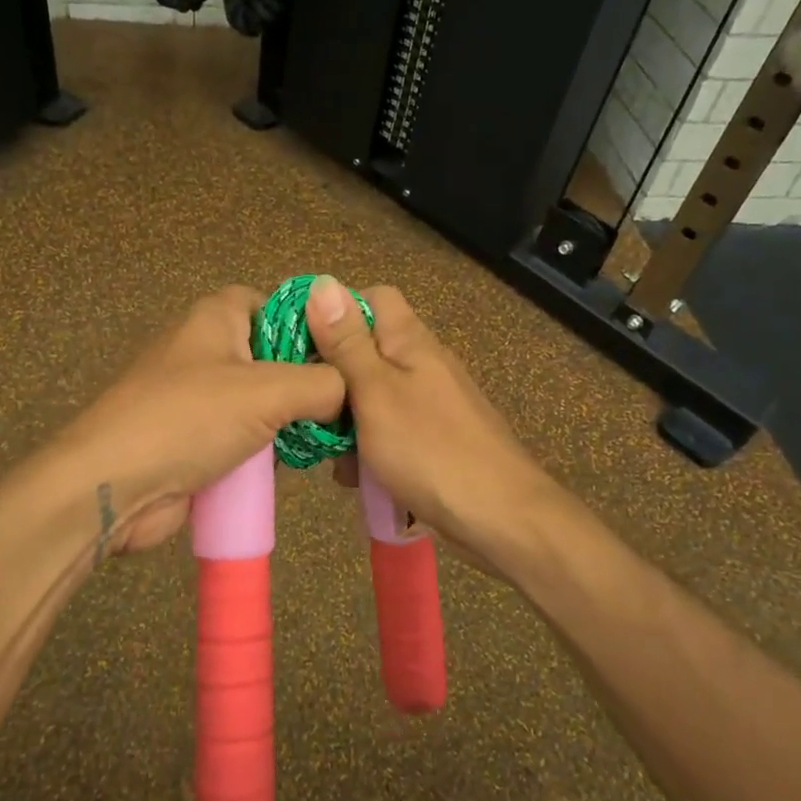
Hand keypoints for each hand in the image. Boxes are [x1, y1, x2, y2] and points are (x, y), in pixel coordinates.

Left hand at [38, 285, 344, 557]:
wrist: (113, 485)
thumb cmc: (188, 419)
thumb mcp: (267, 392)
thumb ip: (322, 384)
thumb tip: (351, 392)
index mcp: (217, 318)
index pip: (274, 303)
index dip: (311, 324)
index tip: (347, 355)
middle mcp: (207, 350)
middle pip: (273, 355)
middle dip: (309, 381)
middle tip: (351, 406)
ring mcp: (199, 397)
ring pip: (262, 401)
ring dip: (292, 421)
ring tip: (334, 439)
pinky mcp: (195, 439)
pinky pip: (244, 436)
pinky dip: (268, 449)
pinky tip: (298, 464)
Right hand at [303, 277, 556, 571]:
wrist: (500, 518)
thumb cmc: (430, 450)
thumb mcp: (375, 392)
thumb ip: (347, 342)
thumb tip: (322, 283)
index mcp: (410, 341)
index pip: (372, 298)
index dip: (334, 312)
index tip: (300, 343)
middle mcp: (423, 363)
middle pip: (367, 351)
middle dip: (333, 379)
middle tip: (307, 409)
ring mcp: (431, 403)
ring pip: (373, 397)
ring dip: (347, 422)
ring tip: (331, 456)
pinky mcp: (434, 439)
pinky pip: (389, 431)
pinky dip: (370, 449)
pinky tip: (358, 479)